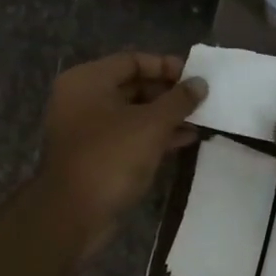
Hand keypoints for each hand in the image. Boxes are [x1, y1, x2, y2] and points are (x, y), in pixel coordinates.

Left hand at [37, 52, 206, 247]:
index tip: (195, 77)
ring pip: (133, 113)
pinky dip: (153, 136)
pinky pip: (128, 136)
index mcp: (88, 81)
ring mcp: (87, 129)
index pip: (132, 60)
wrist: (74, 214)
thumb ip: (179, 100)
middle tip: (201, 101)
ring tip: (200, 121)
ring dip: (165, 117)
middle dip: (168, 93)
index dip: (166, 66)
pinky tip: (184, 141)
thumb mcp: (151, 125)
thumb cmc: (111, 158)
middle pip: (132, 85)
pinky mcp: (95, 155)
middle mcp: (83, 99)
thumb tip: (200, 83)